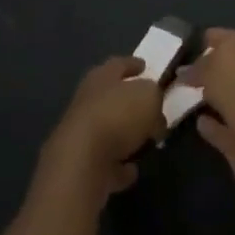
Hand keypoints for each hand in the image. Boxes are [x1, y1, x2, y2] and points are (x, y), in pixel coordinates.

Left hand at [37, 56, 167, 202]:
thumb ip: (154, 97)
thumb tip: (154, 110)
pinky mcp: (80, 167)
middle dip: (128, 102)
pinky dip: (118, 167)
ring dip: (123, 136)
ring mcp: (81, 136)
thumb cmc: (118, 117)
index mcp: (102, 78)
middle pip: (110, 97)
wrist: (80, 164)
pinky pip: (105, 164)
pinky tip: (132, 170)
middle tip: (149, 107)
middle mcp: (87, 102)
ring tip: (145, 141)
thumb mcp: (149, 96)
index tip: (145, 66)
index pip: (119, 64)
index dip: (133, 64)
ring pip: (107, 131)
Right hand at [185, 30, 234, 196]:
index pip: (228, 38)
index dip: (206, 40)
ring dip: (209, 97)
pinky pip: (224, 129)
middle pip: (228, 69)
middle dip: (207, 69)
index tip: (183, 46)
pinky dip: (212, 126)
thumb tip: (186, 71)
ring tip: (183, 95)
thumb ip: (200, 65)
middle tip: (178, 71)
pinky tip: (197, 122)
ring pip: (227, 99)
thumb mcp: (217, 66)